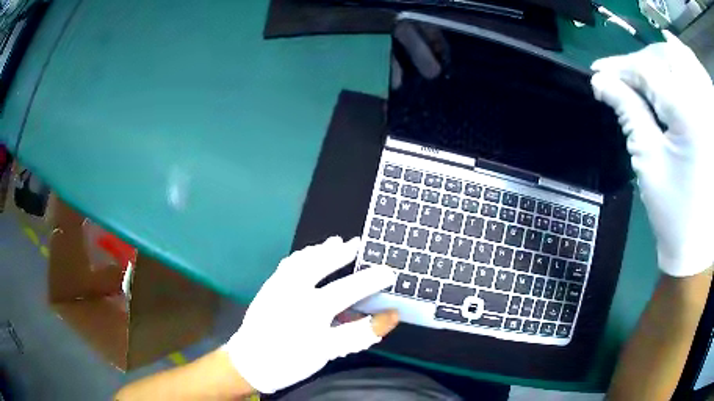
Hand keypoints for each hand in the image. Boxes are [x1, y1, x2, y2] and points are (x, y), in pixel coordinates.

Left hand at [223, 236, 397, 393]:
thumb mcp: (328, 352)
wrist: (250, 363)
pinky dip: (301, 256)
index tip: (390, 274)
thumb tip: (390, 316)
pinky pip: (287, 265)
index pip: (349, 290)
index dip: (372, 282)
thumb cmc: (290, 361)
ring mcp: (278, 287)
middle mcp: (293, 291)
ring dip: (321, 250)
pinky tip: (307, 254)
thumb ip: (359, 333)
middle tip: (358, 243)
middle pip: (322, 266)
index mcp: (311, 309)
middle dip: (343, 255)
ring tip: (334, 242)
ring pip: (303, 260)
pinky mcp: (268, 288)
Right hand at [591, 31, 713, 276]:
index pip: (646, 72)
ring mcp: (709, 109)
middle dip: (641, 62)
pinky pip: (698, 74)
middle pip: (665, 57)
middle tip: (621, 73)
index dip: (620, 68)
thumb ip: (628, 112)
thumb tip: (601, 82)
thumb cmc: (674, 214)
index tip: (599, 73)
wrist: (699, 249)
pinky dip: (685, 57)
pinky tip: (674, 46)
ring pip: (683, 58)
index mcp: (687, 114)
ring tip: (646, 56)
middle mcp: (701, 101)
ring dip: (662, 52)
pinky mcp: (712, 118)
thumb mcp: (648, 162)